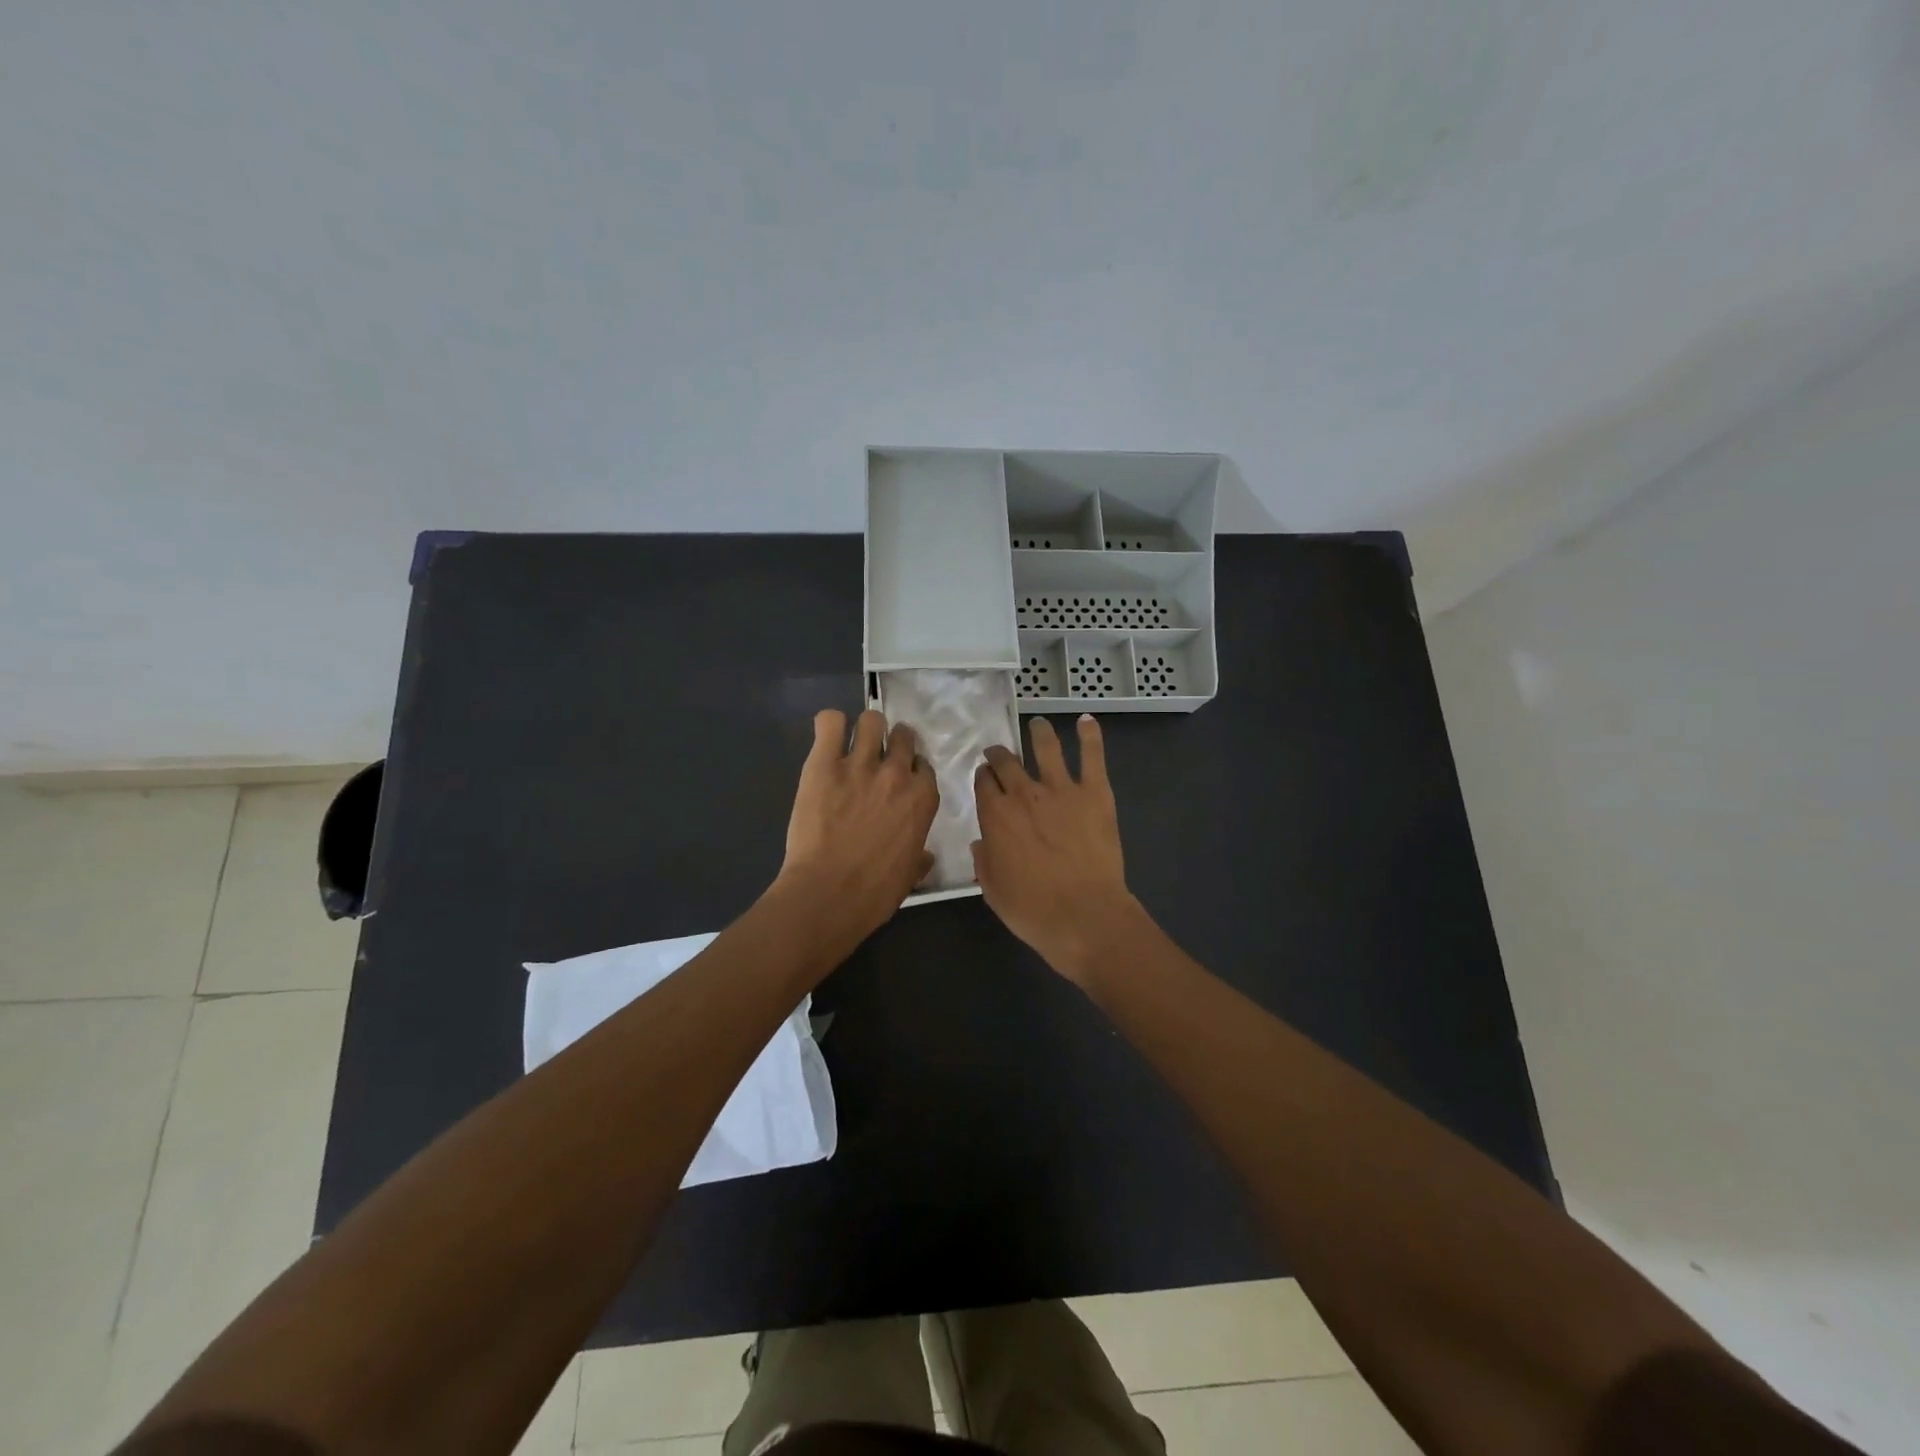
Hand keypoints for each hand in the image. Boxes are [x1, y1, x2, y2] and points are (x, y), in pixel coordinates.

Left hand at [776, 709, 939, 949]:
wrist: (828, 894)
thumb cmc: (874, 893)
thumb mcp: (910, 876)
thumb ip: (920, 858)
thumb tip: (925, 857)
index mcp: (923, 799)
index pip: (924, 766)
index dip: (911, 771)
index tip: (900, 781)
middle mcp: (897, 774)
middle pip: (903, 736)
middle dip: (893, 743)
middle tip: (877, 759)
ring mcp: (860, 764)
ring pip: (872, 721)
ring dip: (865, 730)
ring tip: (852, 745)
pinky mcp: (823, 763)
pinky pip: (830, 722)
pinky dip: (830, 725)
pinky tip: (828, 739)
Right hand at [972, 715, 1141, 986]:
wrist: (1084, 915)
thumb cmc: (1033, 910)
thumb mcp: (993, 890)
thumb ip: (984, 861)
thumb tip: (981, 842)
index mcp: (995, 815)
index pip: (983, 782)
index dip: (983, 777)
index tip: (985, 777)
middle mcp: (1023, 793)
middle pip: (1006, 760)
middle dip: (999, 753)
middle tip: (1000, 752)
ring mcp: (1061, 788)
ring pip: (1046, 747)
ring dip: (1039, 732)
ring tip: (1038, 724)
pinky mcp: (1095, 792)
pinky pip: (1092, 756)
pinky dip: (1090, 735)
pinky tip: (1087, 721)